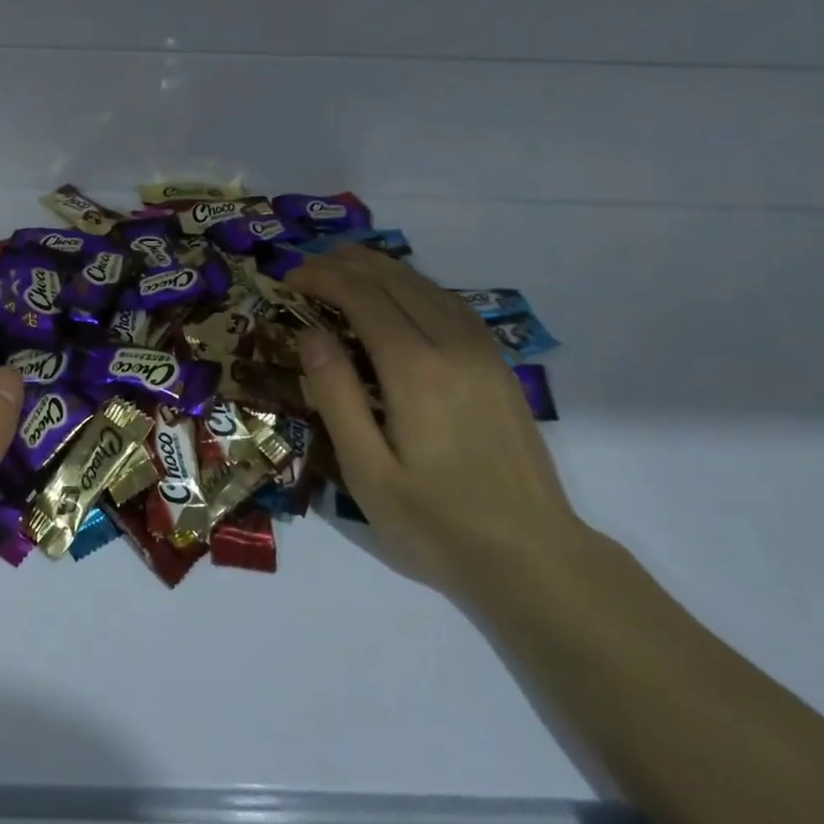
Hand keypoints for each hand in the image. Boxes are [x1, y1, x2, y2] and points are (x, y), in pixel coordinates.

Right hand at [288, 245, 587, 594]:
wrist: (535, 559)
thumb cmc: (437, 524)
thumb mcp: (367, 471)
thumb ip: (336, 396)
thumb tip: (310, 334)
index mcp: (415, 370)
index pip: (362, 297)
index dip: (322, 278)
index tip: (289, 278)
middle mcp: (452, 346)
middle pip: (394, 281)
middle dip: (346, 264)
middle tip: (307, 266)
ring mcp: (483, 353)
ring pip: (426, 286)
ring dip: (381, 268)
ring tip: (344, 264)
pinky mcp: (499, 366)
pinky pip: (452, 304)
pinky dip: (415, 285)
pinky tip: (400, 293)